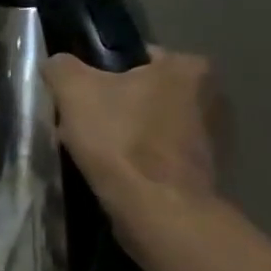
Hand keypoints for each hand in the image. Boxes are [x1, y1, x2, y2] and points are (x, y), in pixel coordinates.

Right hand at [43, 48, 220, 229]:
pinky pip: (160, 157)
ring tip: (94, 155)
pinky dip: (140, 163)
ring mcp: (213, 139)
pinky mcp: (206, 173)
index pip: (134, 58)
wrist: (158, 211)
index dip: (100, 75)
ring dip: (125, 137)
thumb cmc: (121, 140)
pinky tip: (116, 175)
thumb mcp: (75, 91)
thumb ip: (61, 67)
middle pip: (143, 94)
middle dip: (113, 109)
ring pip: (150, 127)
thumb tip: (57, 65)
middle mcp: (213, 97)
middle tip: (82, 128)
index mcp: (188, 67)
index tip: (80, 98)